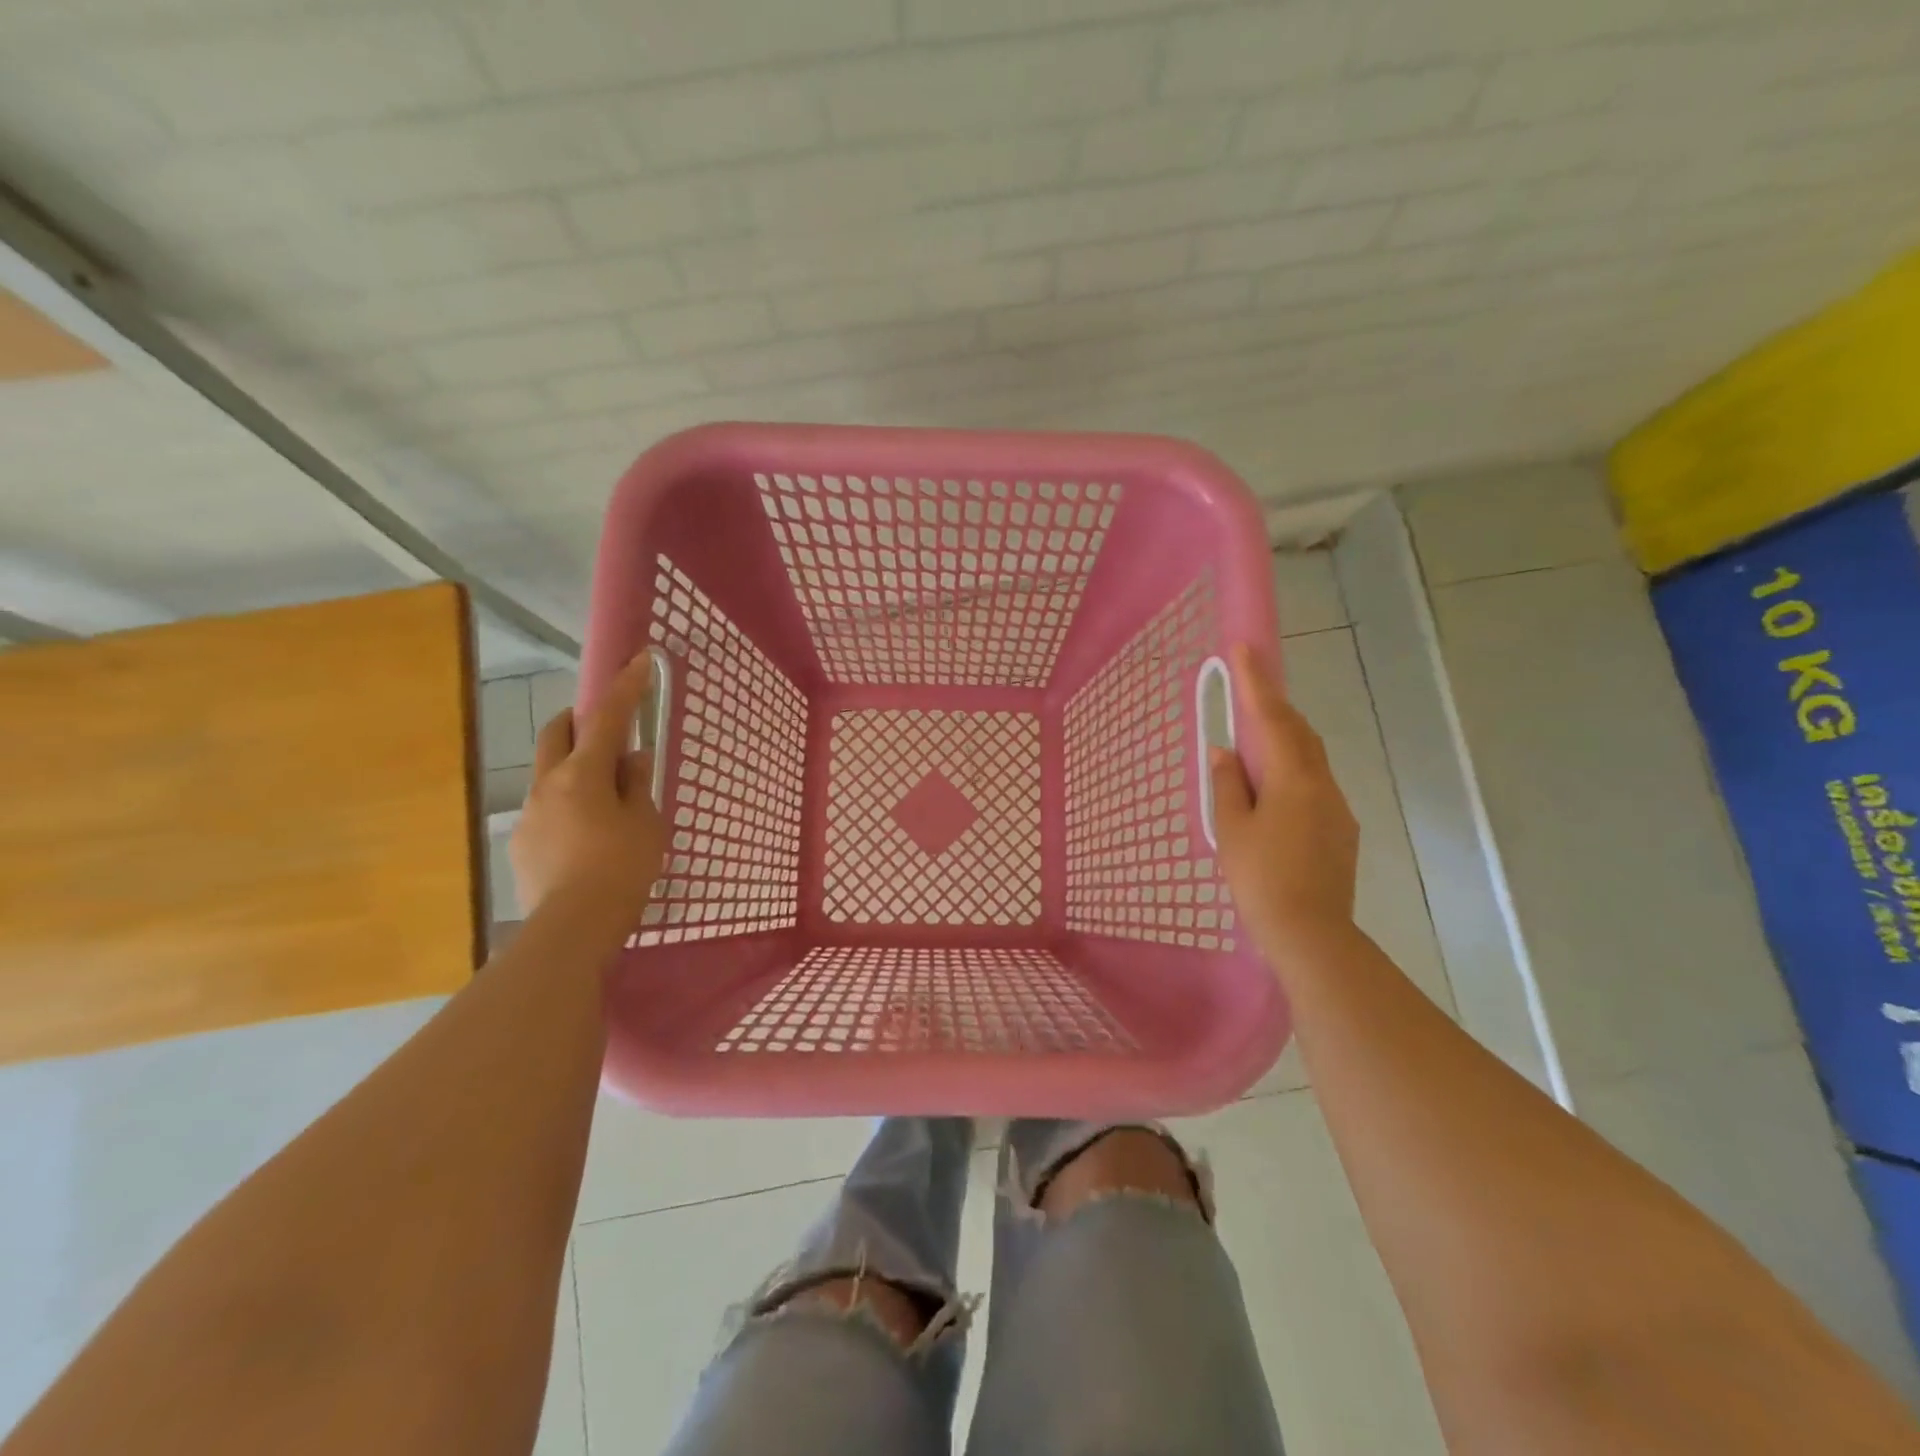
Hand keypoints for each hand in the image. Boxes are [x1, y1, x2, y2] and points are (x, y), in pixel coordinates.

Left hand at [510, 653, 667, 937]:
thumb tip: (631, 759)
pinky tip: (587, 836)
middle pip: (556, 733)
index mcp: (583, 774)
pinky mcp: (523, 844)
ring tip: (605, 798)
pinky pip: (547, 808)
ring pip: (549, 772)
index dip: (625, 688)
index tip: (639, 662)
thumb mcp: (645, 823)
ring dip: (574, 767)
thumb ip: (636, 784)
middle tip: (607, 728)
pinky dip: (568, 804)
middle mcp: (547, 785)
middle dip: (579, 719)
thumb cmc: (621, 868)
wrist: (573, 928)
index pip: (606, 718)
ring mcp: (529, 815)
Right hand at [1209, 643, 1359, 958]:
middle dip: (1273, 707)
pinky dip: (1292, 772)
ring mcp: (1337, 808)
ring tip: (1254, 742)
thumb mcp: (1231, 829)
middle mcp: (1322, 784)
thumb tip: (1224, 752)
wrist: (1311, 933)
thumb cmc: (1261, 877)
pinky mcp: (1342, 830)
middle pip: (1299, 733)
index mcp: (1292, 778)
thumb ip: (1227, 784)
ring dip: (1284, 740)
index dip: (1256, 682)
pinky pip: (1315, 785)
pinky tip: (1273, 792)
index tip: (1244, 648)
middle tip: (1248, 692)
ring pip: (1310, 759)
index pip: (1272, 718)